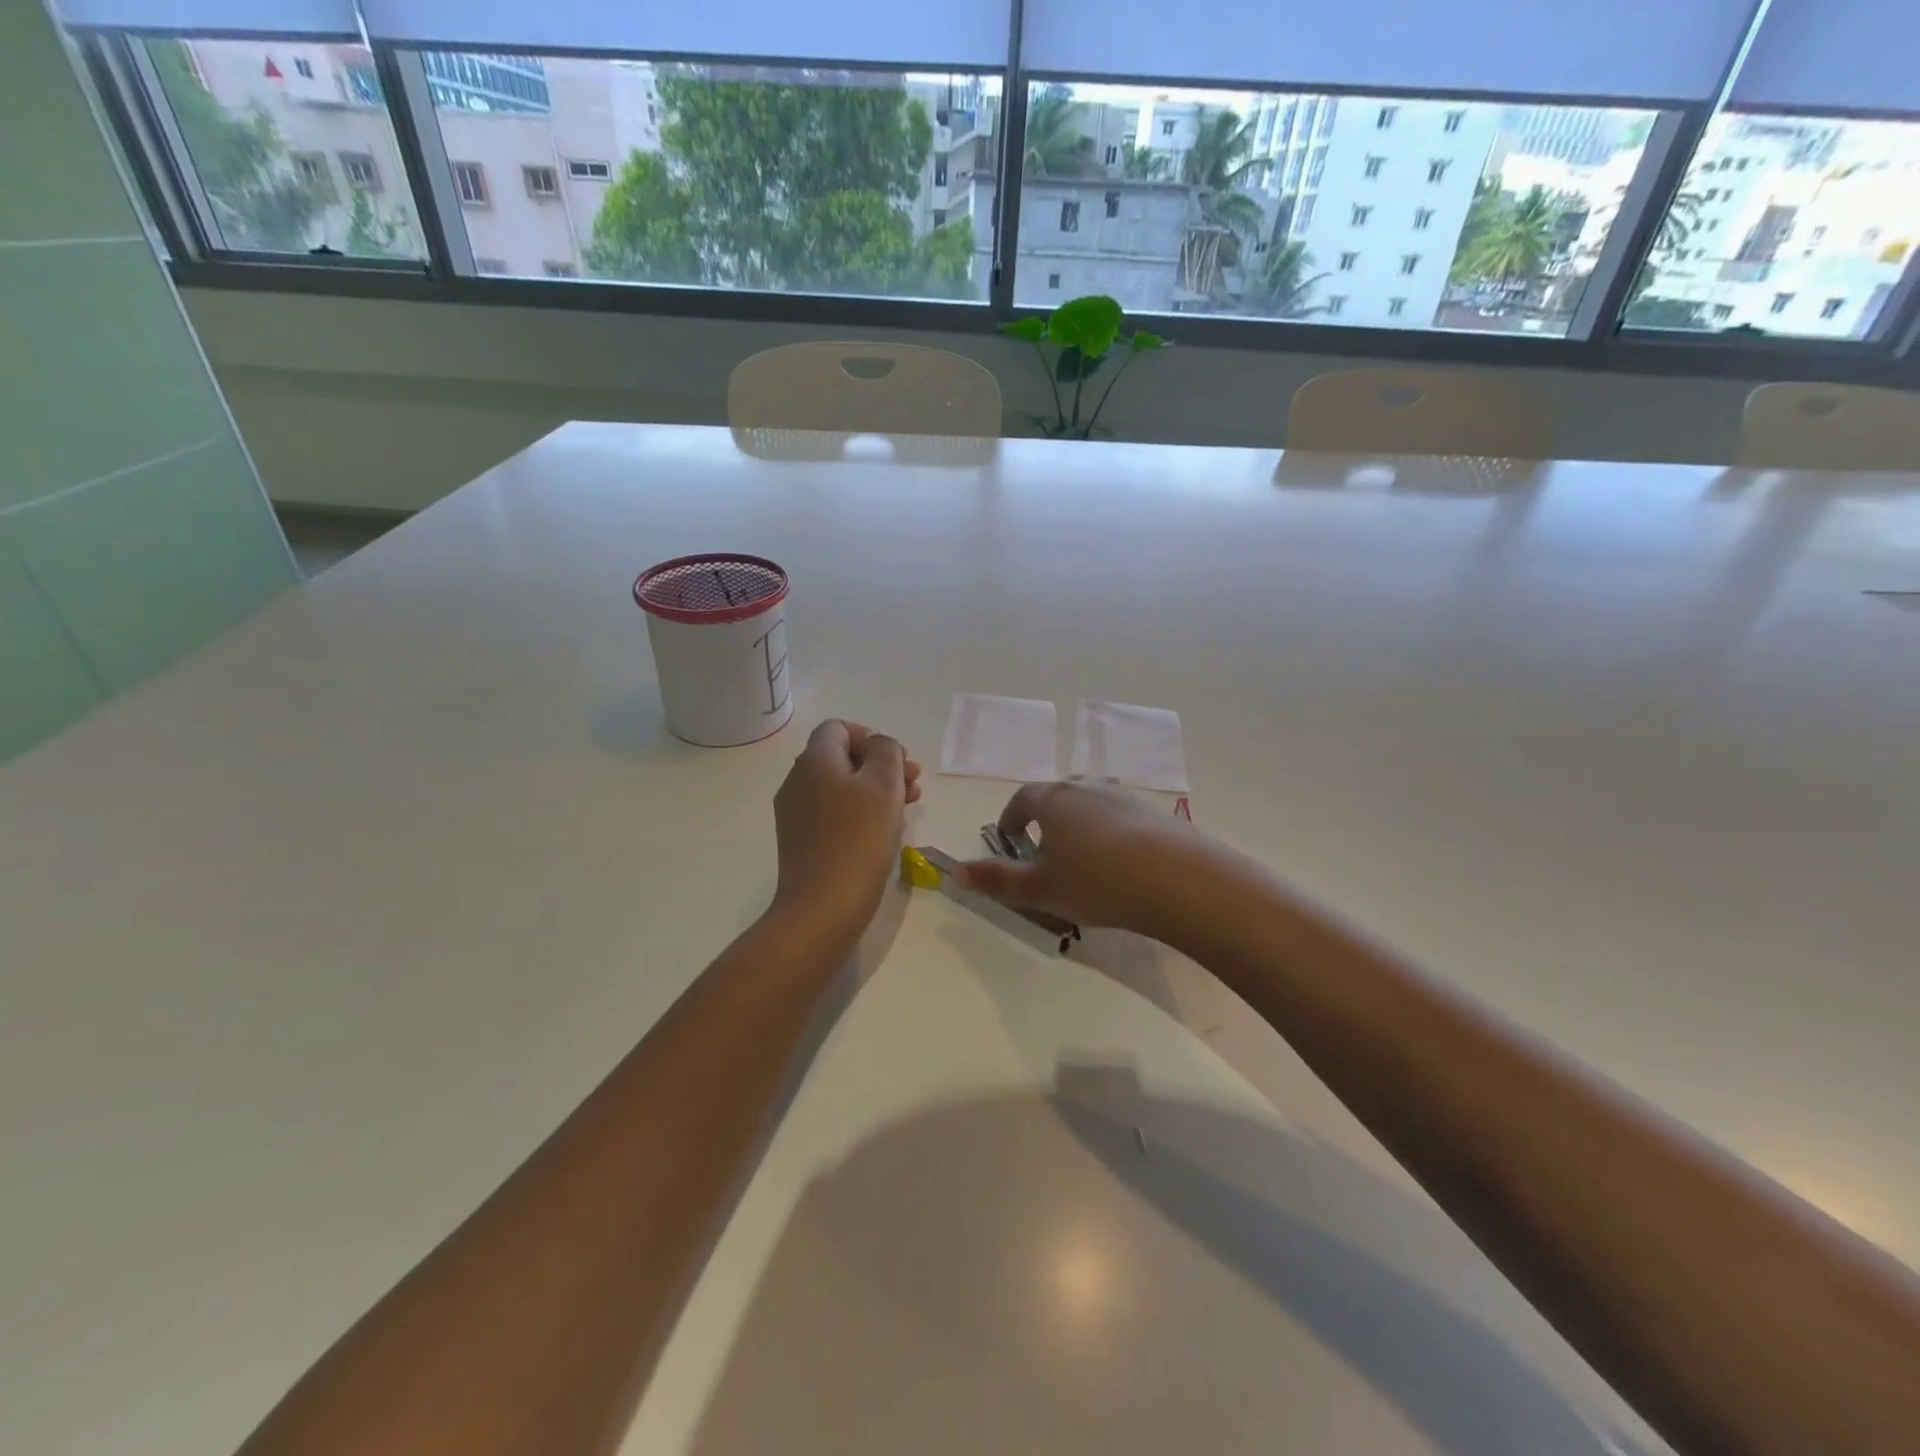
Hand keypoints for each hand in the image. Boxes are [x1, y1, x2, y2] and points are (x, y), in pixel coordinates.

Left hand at [771, 720, 922, 945]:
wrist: (823, 906)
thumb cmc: (859, 838)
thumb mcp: (884, 784)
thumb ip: (886, 752)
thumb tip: (879, 745)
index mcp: (815, 760)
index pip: (838, 728)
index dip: (871, 737)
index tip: (897, 761)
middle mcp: (798, 781)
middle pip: (841, 759)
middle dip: (880, 766)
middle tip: (914, 785)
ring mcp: (796, 813)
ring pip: (840, 788)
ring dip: (875, 790)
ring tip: (908, 807)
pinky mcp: (801, 841)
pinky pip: (833, 814)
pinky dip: (859, 813)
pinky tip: (883, 832)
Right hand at [961, 780, 1212, 939]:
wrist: (1178, 879)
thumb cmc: (1096, 881)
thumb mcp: (1039, 889)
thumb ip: (996, 880)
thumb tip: (956, 871)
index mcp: (1053, 799)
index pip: (1022, 799)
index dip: (1011, 819)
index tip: (1009, 842)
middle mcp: (1086, 787)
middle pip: (1058, 795)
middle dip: (1045, 819)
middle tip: (1045, 852)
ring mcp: (1124, 796)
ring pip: (1091, 803)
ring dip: (1080, 824)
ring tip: (1083, 859)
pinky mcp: (1154, 812)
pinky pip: (1121, 817)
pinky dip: (1111, 833)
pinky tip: (1121, 865)